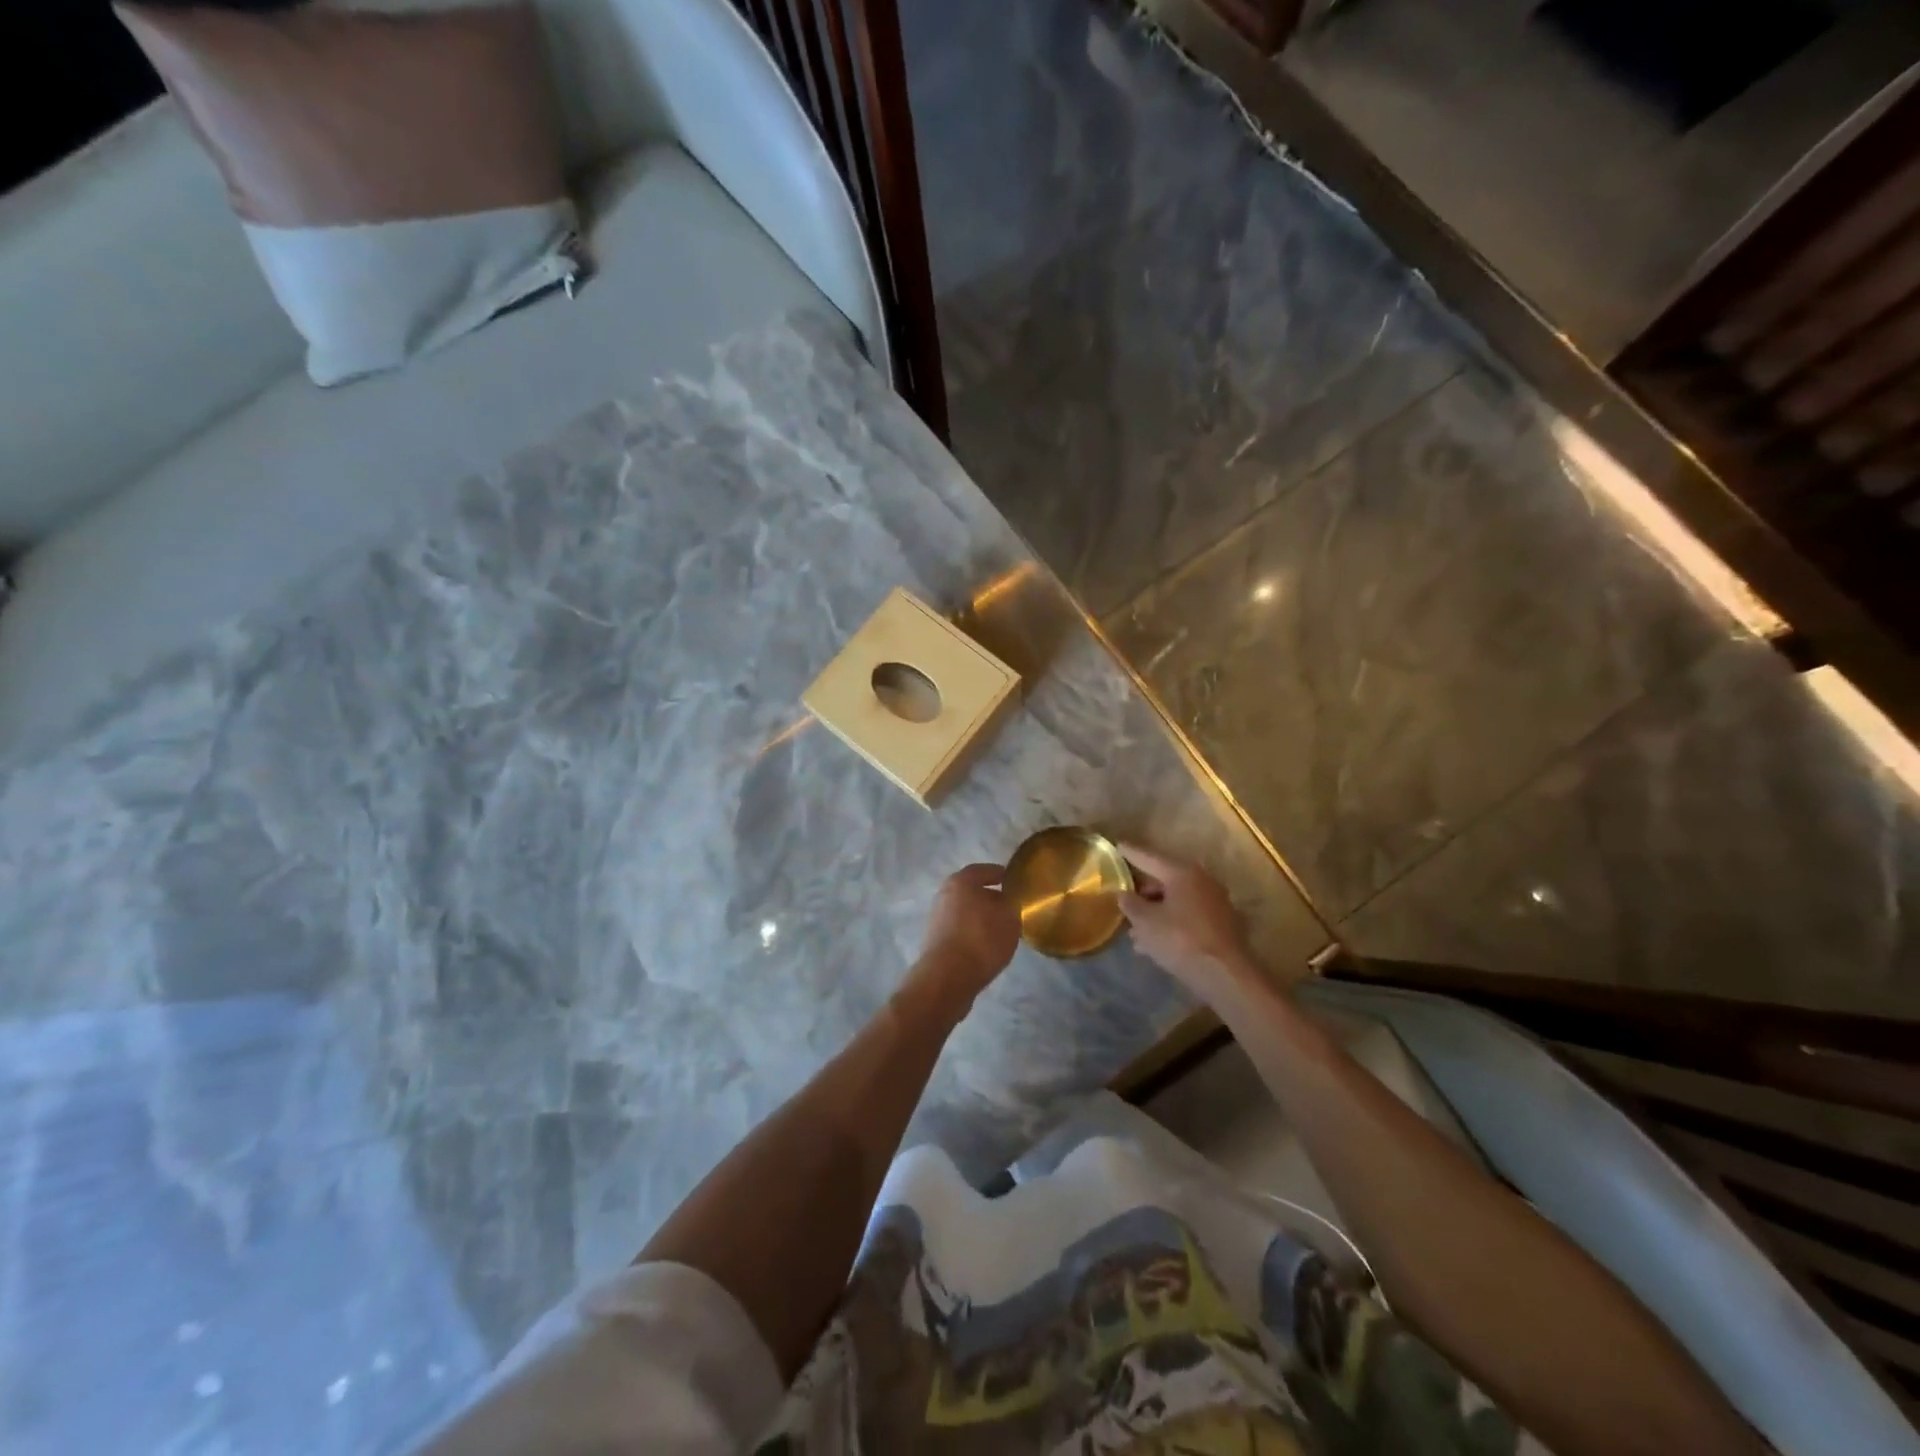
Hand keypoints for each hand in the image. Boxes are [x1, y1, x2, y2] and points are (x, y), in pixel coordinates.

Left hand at [909, 863, 1021, 1018]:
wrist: (947, 977)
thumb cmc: (981, 939)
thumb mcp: (1009, 917)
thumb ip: (1010, 904)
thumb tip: (1005, 900)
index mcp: (961, 881)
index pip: (983, 870)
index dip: (999, 874)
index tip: (1012, 880)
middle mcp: (944, 894)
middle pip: (971, 891)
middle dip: (990, 897)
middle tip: (1009, 906)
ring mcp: (937, 918)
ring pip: (965, 911)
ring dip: (981, 917)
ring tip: (1001, 930)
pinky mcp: (935, 940)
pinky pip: (959, 930)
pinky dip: (972, 933)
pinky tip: (986, 946)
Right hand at [1118, 844, 1256, 999]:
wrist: (1225, 974)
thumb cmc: (1180, 939)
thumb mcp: (1145, 922)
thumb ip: (1130, 904)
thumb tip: (1124, 894)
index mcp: (1181, 872)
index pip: (1149, 857)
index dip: (1130, 852)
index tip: (1117, 845)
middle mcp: (1201, 880)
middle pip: (1164, 879)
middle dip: (1143, 891)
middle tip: (1124, 899)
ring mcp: (1215, 902)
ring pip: (1176, 901)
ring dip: (1156, 912)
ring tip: (1135, 931)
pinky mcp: (1222, 924)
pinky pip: (1188, 916)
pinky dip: (1170, 923)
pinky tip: (1154, 943)